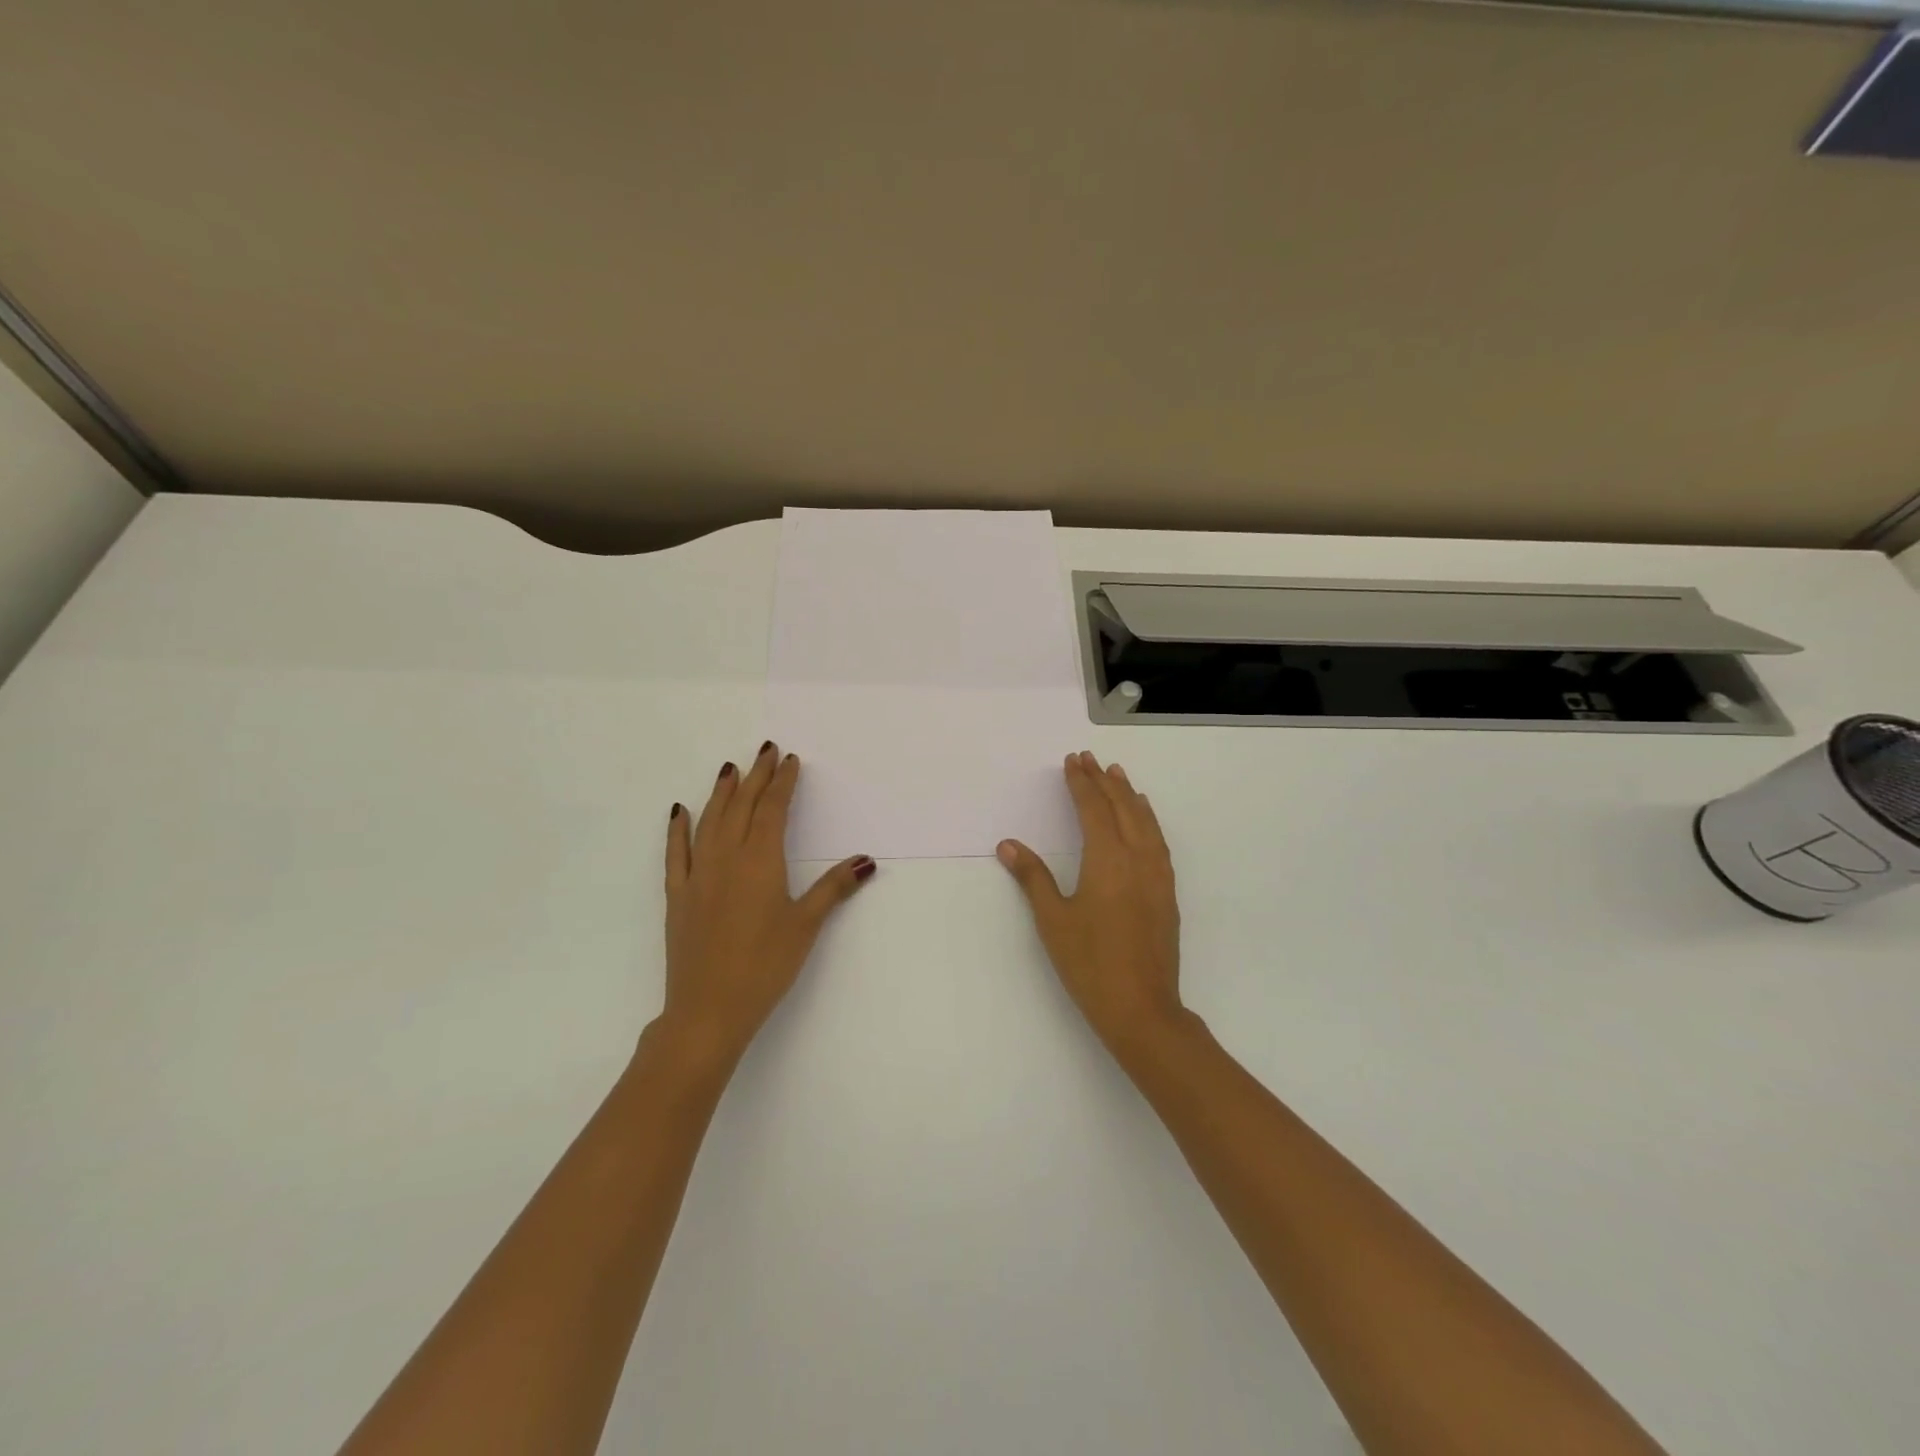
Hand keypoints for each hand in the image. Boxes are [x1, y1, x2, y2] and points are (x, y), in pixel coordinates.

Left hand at [657, 742, 875, 1067]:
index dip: (783, 783)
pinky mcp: (678, 895)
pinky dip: (678, 829)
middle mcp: (726, 858)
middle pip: (742, 807)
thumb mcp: (806, 926)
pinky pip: (676, 853)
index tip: (790, 761)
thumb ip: (833, 888)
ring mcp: (697, 875)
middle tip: (766, 750)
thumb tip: (866, 860)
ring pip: (709, 822)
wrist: (708, 1009)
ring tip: (730, 769)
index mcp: (760, 861)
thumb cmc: (765, 966)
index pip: (773, 810)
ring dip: (721, 793)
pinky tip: (679, 811)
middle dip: (756, 777)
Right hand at [997, 752, 1185, 1059]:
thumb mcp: (1053, 920)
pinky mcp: (1167, 893)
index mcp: (1107, 860)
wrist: (1142, 1009)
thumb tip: (1009, 844)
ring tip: (1118, 775)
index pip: (1093, 809)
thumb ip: (1033, 877)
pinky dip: (1148, 820)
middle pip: (1122, 808)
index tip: (1072, 761)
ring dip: (1129, 796)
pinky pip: (1158, 841)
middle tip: (1090, 759)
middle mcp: (1137, 858)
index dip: (1081, 783)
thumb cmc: (1090, 964)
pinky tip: (1144, 821)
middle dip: (1104, 781)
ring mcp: (1157, 876)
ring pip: (1145, 822)